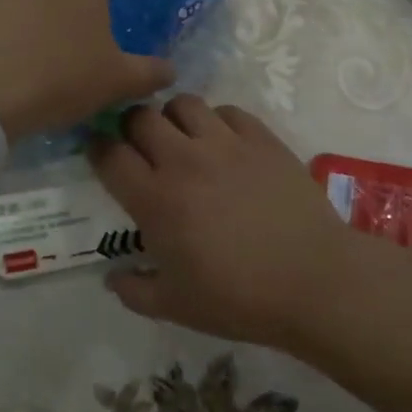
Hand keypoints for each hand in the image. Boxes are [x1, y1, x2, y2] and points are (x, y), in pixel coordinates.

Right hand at [91, 96, 357, 349]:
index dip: (98, 149)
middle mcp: (184, 160)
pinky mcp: (261, 137)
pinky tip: (224, 144)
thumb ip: (133, 290)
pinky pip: (227, 110)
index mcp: (155, 200)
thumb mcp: (175, 307)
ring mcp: (225, 143)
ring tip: (183, 139)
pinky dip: (217, 121)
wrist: (313, 280)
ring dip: (174, 118)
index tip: (100, 152)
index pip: (110, 155)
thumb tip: (112, 277)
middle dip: (132, 127)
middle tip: (141, 146)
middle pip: (141, 117)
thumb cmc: (239, 298)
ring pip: (183, 103)